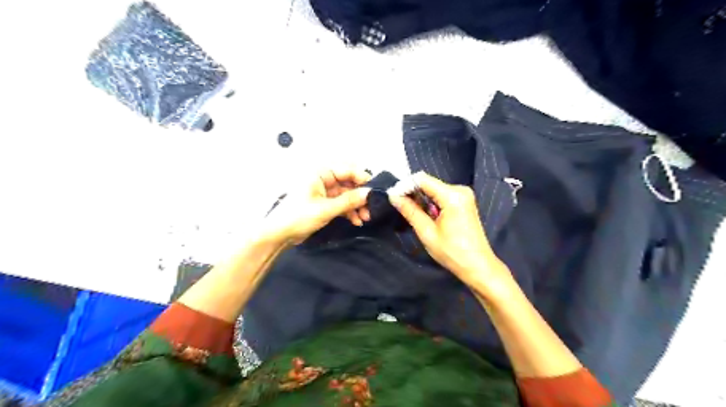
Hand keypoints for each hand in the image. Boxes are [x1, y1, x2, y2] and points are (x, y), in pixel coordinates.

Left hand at [262, 168, 371, 244]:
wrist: (279, 235)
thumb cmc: (297, 217)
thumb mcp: (325, 209)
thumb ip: (349, 201)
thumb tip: (369, 193)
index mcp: (320, 173)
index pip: (347, 170)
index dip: (362, 179)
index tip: (374, 191)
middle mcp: (323, 180)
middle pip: (349, 183)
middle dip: (360, 196)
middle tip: (371, 208)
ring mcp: (324, 192)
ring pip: (347, 195)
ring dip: (356, 205)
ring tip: (365, 218)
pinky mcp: (324, 204)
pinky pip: (341, 204)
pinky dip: (349, 211)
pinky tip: (356, 221)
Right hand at [388, 171, 505, 292]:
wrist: (478, 265)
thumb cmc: (453, 253)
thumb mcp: (427, 232)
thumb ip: (410, 211)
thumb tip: (394, 196)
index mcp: (453, 196)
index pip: (422, 179)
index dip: (405, 185)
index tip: (392, 196)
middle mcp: (460, 190)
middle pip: (428, 183)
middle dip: (411, 192)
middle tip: (398, 205)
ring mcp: (463, 195)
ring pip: (434, 189)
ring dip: (420, 198)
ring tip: (408, 211)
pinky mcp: (464, 202)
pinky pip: (441, 195)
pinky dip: (430, 202)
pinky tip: (423, 214)